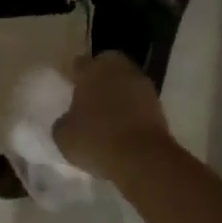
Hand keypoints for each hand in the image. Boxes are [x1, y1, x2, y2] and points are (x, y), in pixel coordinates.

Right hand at [54, 52, 172, 180]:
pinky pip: (138, 100)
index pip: (80, 64)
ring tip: (108, 116)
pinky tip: (123, 126)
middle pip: (107, 66)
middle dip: (99, 78)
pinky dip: (132, 109)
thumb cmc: (96, 140)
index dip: (74, 76)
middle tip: (90, 99)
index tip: (70, 90)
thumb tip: (69, 119)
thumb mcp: (63, 135)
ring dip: (118, 93)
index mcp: (92, 70)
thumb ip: (64, 121)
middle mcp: (119, 69)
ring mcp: (142, 84)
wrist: (142, 158)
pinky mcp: (158, 103)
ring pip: (125, 81)